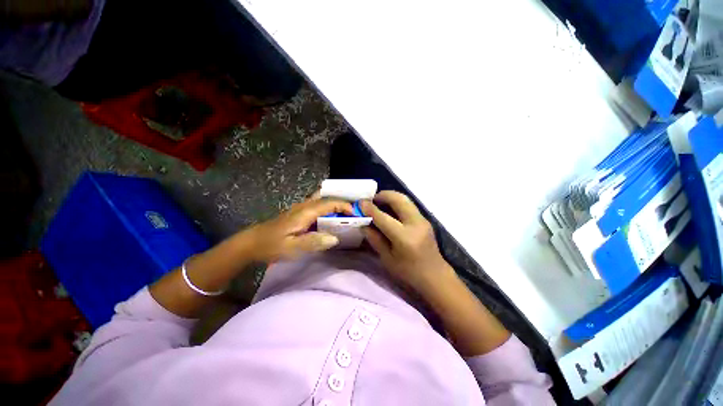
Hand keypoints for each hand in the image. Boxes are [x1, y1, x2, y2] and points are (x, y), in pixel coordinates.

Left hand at [245, 195, 352, 262]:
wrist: (252, 243)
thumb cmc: (271, 245)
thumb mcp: (292, 247)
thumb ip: (314, 242)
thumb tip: (335, 238)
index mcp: (305, 212)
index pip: (329, 203)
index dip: (344, 206)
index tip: (355, 214)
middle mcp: (304, 206)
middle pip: (327, 198)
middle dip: (341, 202)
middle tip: (353, 211)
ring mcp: (301, 209)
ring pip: (322, 200)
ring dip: (335, 205)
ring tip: (346, 214)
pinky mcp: (299, 214)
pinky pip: (317, 206)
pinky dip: (327, 209)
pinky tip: (331, 219)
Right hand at [360, 191, 452, 292]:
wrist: (435, 275)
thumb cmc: (408, 272)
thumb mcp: (387, 259)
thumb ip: (375, 239)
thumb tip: (363, 223)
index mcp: (404, 237)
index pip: (383, 217)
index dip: (370, 209)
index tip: (360, 203)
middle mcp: (415, 224)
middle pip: (398, 199)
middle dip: (383, 195)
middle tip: (371, 199)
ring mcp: (422, 219)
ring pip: (405, 199)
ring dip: (390, 197)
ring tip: (379, 202)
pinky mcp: (425, 219)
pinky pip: (409, 205)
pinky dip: (397, 202)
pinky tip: (390, 209)